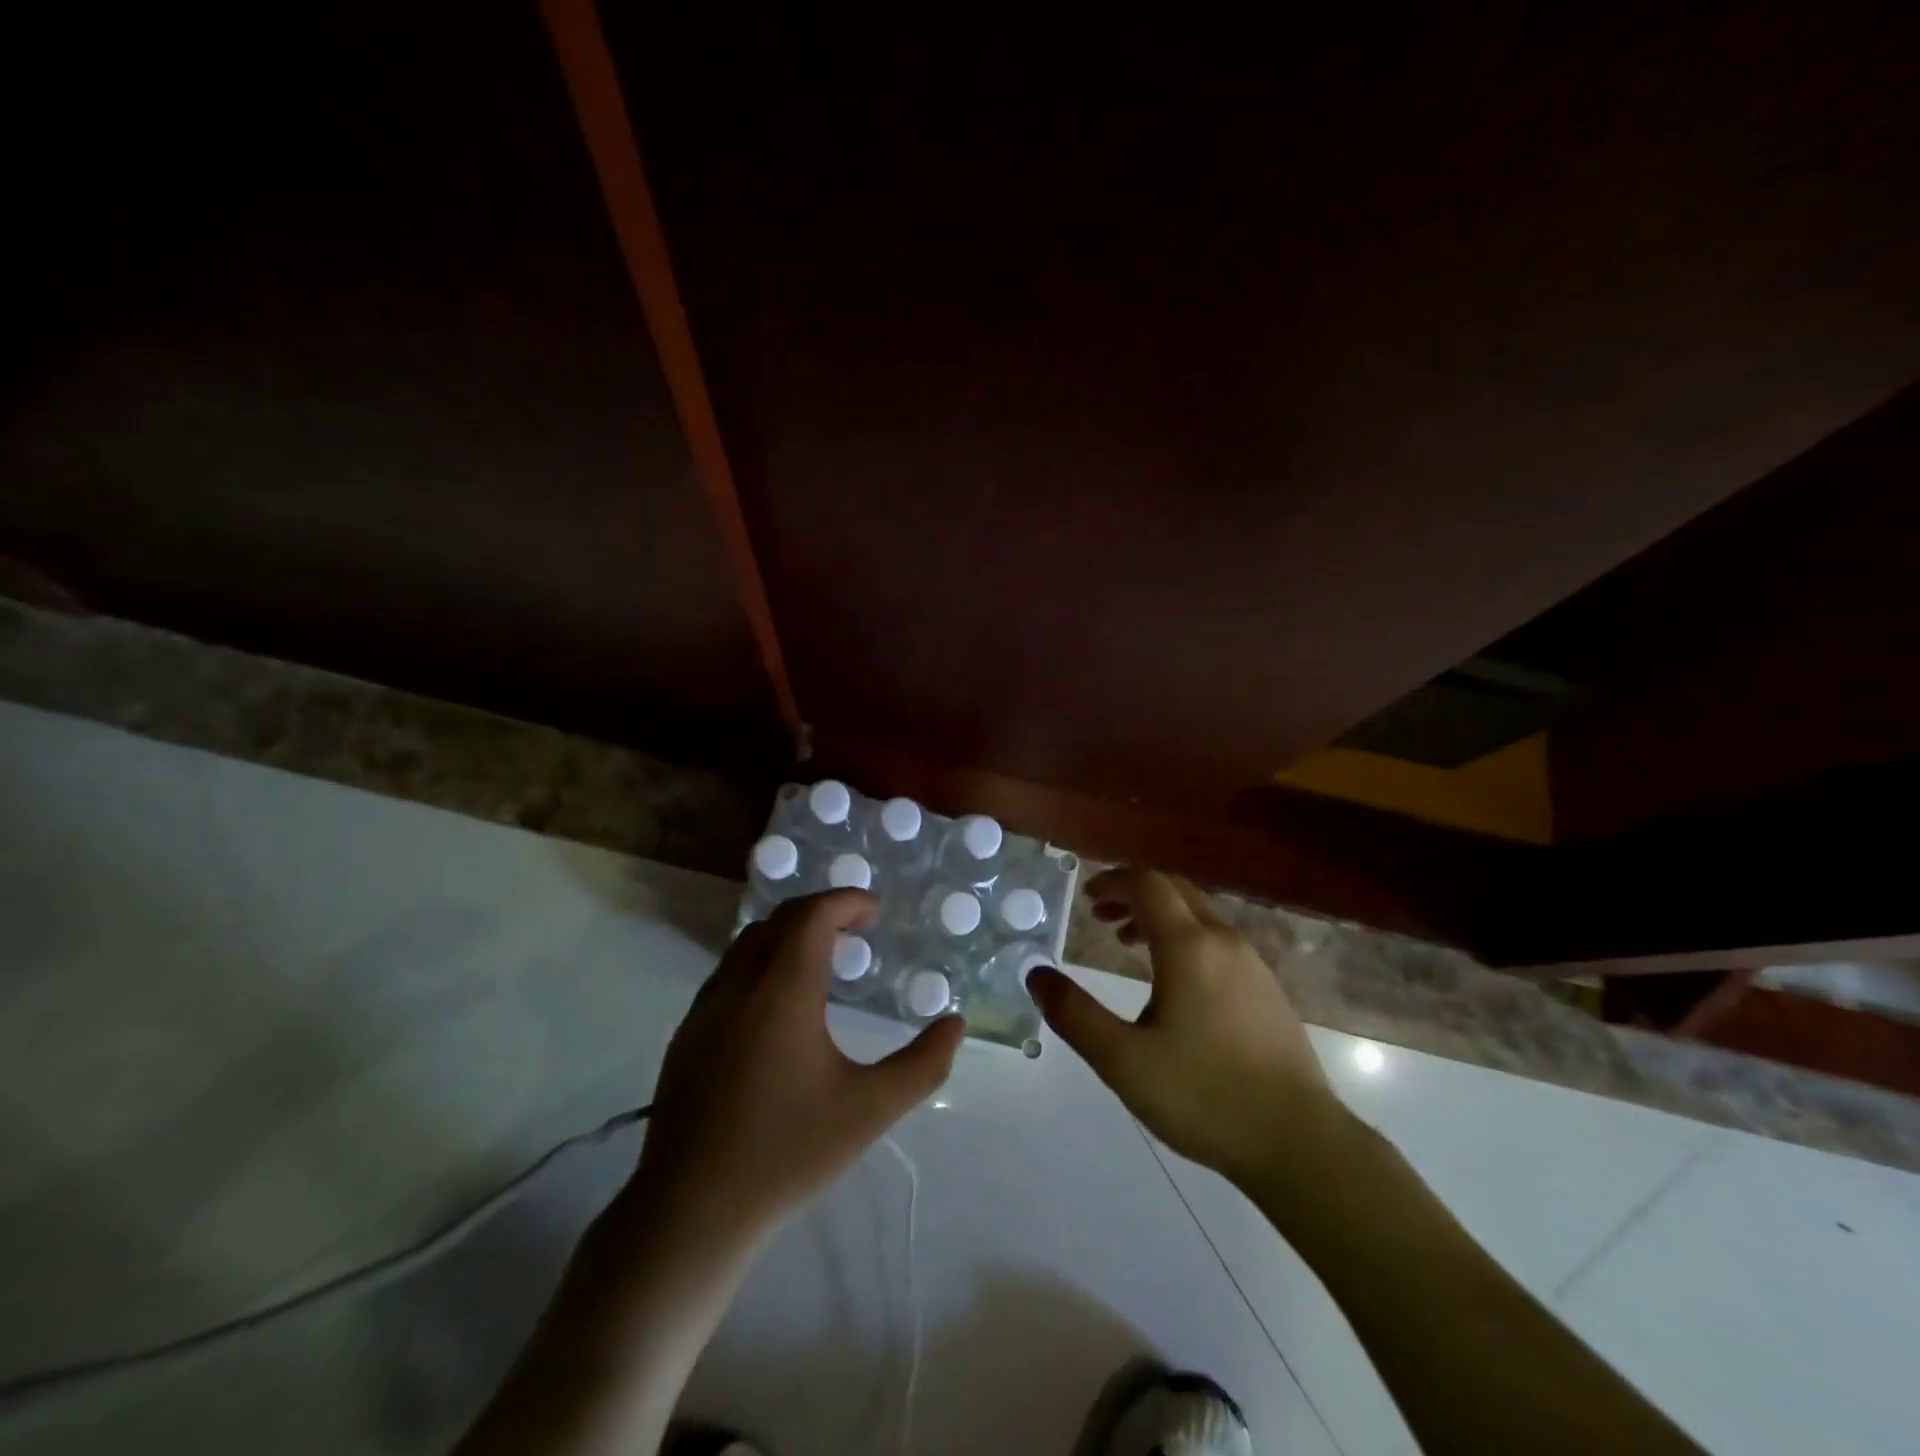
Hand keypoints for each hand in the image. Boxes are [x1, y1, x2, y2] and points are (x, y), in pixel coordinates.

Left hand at [629, 890, 964, 1246]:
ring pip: (748, 944)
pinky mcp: (686, 1036)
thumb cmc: (787, 1154)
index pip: (811, 916)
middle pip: (779, 920)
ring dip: (788, 936)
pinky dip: (761, 962)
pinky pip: (728, 973)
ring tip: (823, 962)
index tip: (874, 910)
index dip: (845, 901)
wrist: (689, 1213)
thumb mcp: (869, 1111)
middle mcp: (738, 987)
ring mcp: (704, 1010)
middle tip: (856, 931)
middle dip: (820, 912)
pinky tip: (779, 1007)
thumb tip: (954, 1024)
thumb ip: (922, 1065)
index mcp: (782, 993)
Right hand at [1027, 868, 1338, 1185]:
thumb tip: (1036, 975)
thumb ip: (1074, 1014)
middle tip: (1100, 916)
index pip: (1148, 884)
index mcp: (1189, 946)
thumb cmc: (1204, 1095)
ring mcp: (1253, 965)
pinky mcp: (1269, 991)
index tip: (1086, 898)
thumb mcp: (1123, 1060)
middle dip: (1134, 893)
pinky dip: (1186, 938)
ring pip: (1200, 915)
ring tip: (1129, 943)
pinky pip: (1219, 941)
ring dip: (1160, 916)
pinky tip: (1175, 982)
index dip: (1113, 882)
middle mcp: (1224, 941)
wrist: (1301, 1143)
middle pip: (1176, 890)